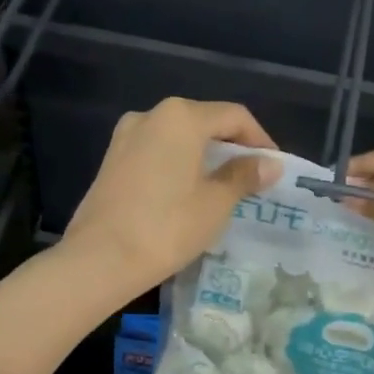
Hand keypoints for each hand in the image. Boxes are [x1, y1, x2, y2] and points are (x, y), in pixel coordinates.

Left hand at [63, 98, 281, 292]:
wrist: (100, 259)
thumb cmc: (167, 226)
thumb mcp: (215, 202)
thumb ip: (244, 176)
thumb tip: (270, 163)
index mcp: (181, 117)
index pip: (233, 116)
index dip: (259, 139)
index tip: (273, 168)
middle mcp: (151, 115)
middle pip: (204, 121)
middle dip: (231, 147)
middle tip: (252, 178)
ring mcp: (126, 136)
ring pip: (178, 137)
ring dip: (203, 156)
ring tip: (222, 187)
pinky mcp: (112, 160)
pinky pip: (156, 152)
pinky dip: (178, 164)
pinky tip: (187, 192)